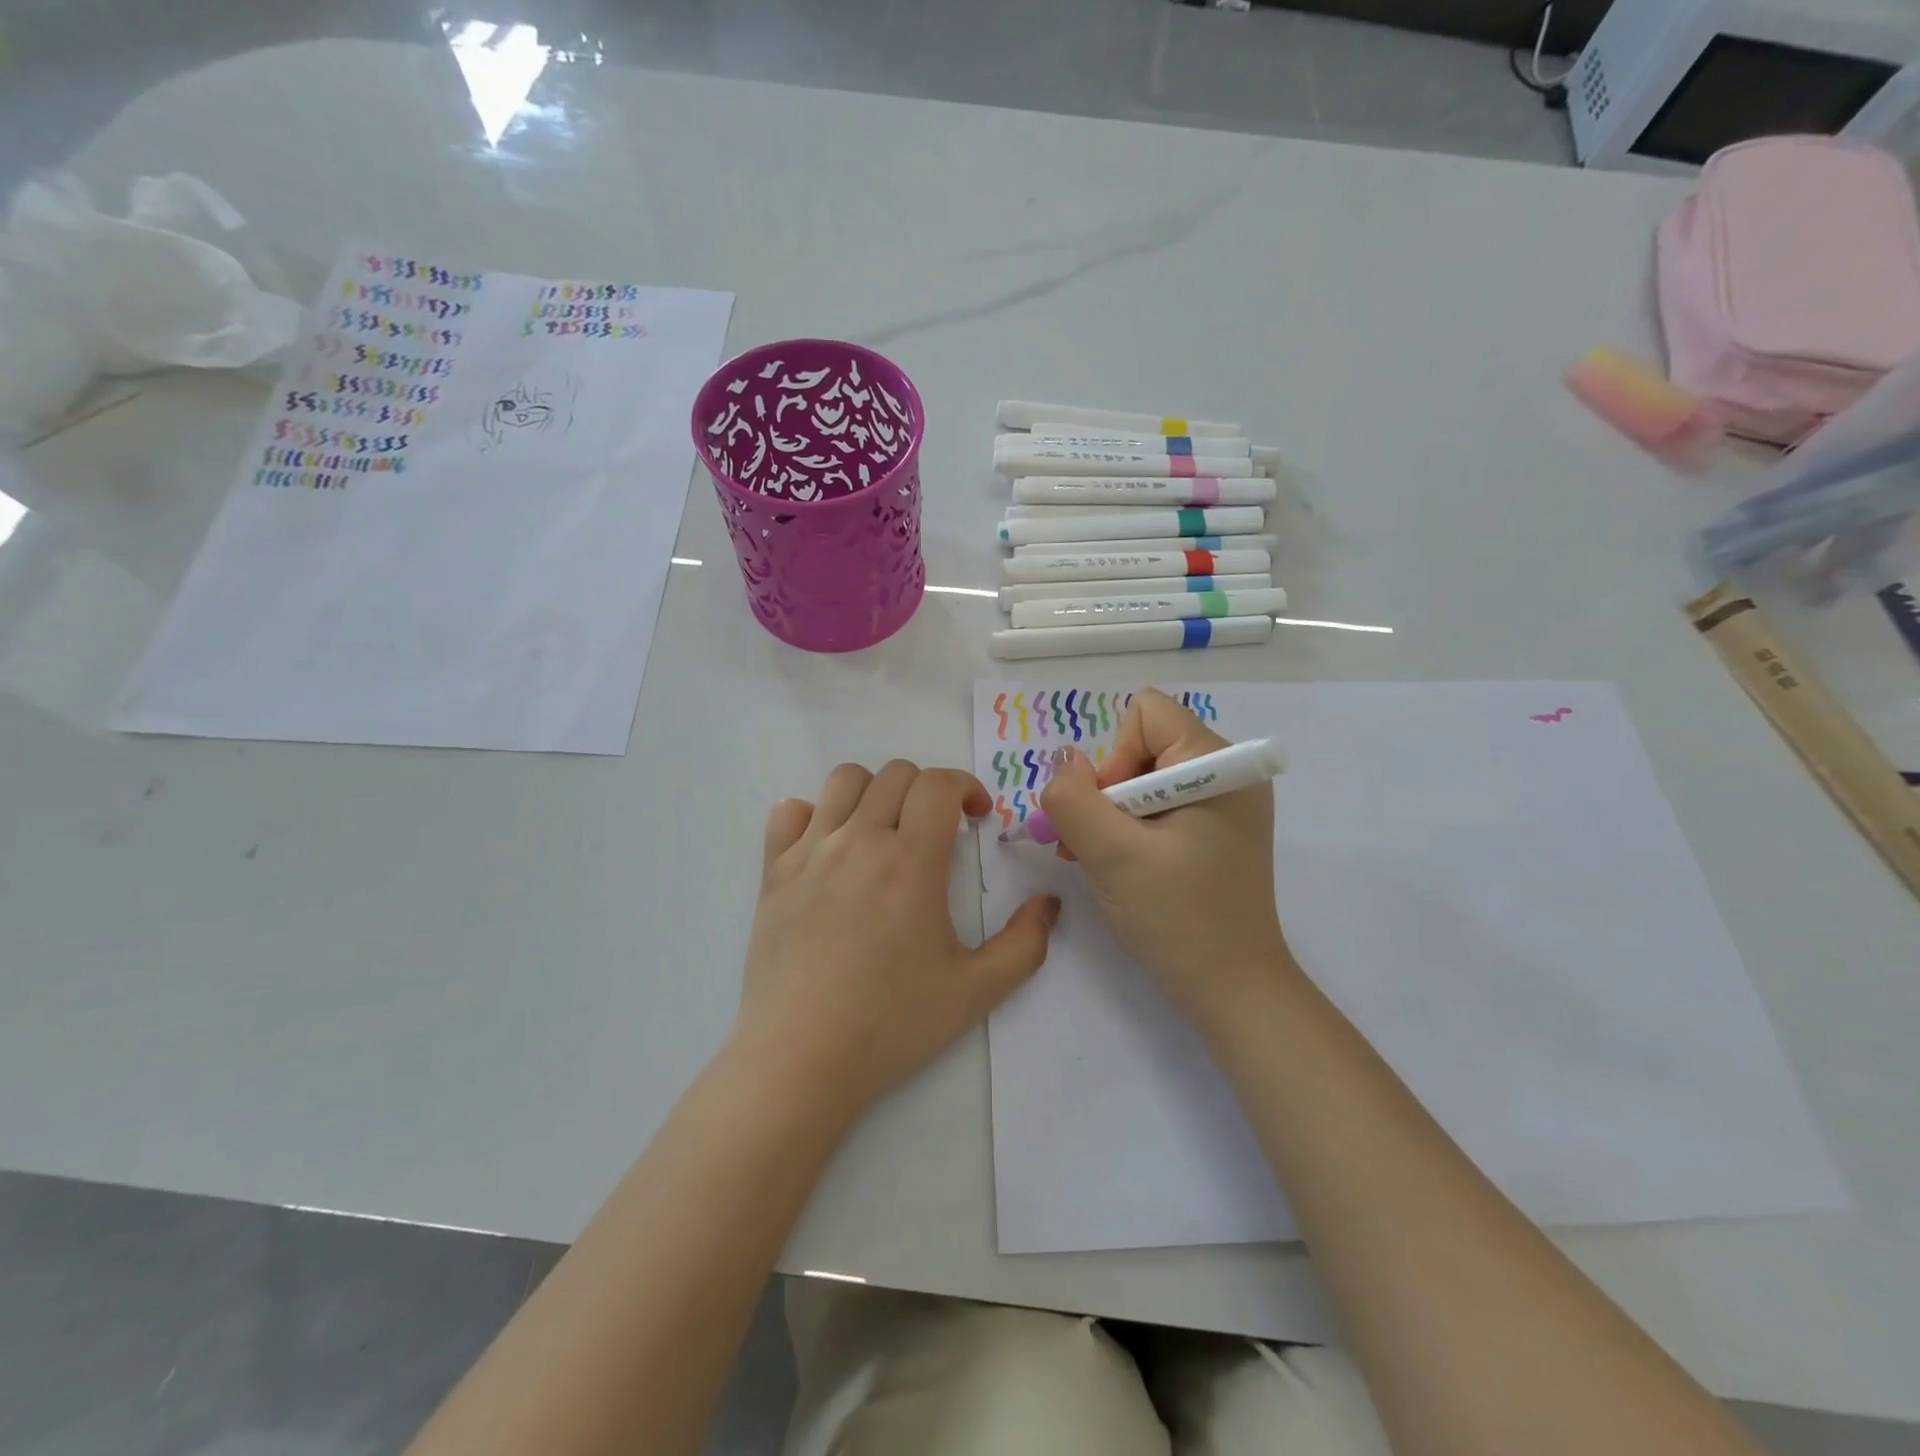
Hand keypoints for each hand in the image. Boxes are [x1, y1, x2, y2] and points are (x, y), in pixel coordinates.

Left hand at [735, 761, 1059, 1122]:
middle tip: (937, 831)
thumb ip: (1025, 943)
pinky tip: (827, 846)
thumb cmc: (891, 1024)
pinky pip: (788, 812)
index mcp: (910, 861)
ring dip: (875, 792)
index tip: (976, 820)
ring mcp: (810, 852)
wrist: (799, 1060)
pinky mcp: (773, 872)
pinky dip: (813, 814)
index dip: (966, 787)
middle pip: (896, 774)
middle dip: (927, 790)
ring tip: (884, 830)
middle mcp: (859, 840)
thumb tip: (1049, 903)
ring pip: (844, 781)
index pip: (938, 784)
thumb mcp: (977, 991)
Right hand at [1040, 689, 1294, 1021]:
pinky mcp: (1216, 831)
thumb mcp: (1111, 854)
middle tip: (1098, 844)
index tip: (1115, 814)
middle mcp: (1230, 773)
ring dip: (1112, 814)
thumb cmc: (1177, 917)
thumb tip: (1064, 763)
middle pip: (1143, 745)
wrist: (1232, 989)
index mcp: (1221, 764)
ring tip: (1101, 859)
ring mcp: (1226, 804)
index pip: (1147, 714)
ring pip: (1144, 777)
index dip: (1115, 757)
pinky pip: (1159, 806)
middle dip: (1109, 791)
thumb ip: (1073, 798)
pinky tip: (1120, 865)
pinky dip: (1131, 828)